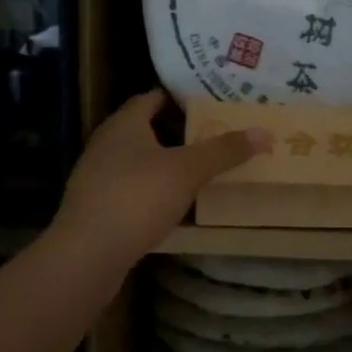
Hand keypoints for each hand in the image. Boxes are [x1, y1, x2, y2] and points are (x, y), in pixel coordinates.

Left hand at [52, 90, 271, 269]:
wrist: (87, 254)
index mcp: (123, 124)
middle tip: (212, 135)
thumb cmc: (137, 198)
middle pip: (144, 129)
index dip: (179, 98)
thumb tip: (264, 132)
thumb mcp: (187, 171)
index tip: (208, 103)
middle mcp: (105, 144)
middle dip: (176, 131)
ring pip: (137, 161)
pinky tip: (173, 204)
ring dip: (164, 163)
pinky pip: (130, 189)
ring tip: (198, 169)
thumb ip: (224, 151)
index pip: (151, 98)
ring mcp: (96, 177)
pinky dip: (152, 190)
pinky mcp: (96, 208)